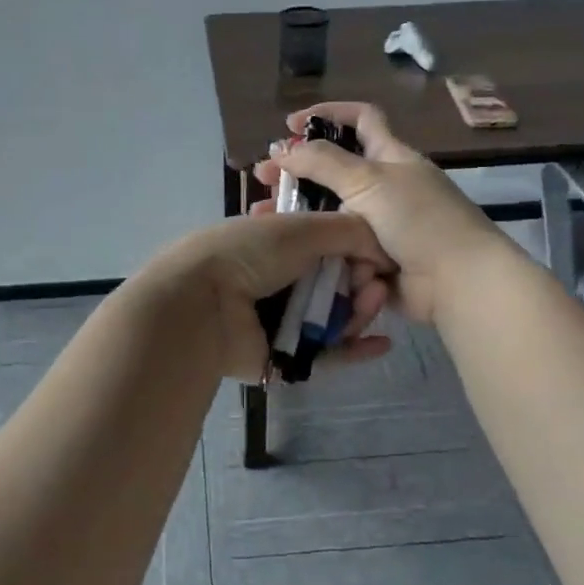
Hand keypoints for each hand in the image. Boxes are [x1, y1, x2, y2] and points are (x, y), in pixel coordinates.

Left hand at [143, 210, 395, 381]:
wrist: (201, 305)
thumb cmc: (248, 254)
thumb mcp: (300, 227)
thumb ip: (348, 230)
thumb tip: (383, 249)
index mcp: (276, 242)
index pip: (327, 244)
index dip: (355, 249)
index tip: (374, 253)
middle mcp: (279, 279)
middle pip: (335, 282)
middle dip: (362, 281)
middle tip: (375, 285)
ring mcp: (281, 319)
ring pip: (335, 318)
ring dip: (360, 311)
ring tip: (371, 304)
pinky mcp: (284, 357)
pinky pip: (326, 354)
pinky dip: (353, 349)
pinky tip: (381, 343)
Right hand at [252, 102, 505, 324]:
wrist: (457, 282)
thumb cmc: (419, 219)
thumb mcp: (369, 180)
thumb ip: (323, 161)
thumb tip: (284, 150)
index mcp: (391, 156)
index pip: (361, 119)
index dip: (328, 113)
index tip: (291, 124)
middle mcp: (385, 186)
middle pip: (335, 170)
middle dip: (298, 172)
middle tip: (264, 179)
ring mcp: (380, 225)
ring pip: (330, 213)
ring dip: (299, 213)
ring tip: (264, 218)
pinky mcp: (374, 258)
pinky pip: (338, 248)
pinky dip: (318, 247)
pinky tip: (288, 248)